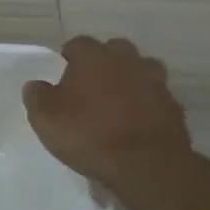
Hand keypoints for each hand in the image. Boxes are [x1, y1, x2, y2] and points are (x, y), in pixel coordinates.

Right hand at [23, 36, 190, 185]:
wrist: (147, 166)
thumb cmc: (89, 135)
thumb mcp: (46, 118)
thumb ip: (37, 96)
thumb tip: (36, 85)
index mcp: (94, 58)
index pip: (78, 43)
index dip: (69, 56)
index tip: (62, 72)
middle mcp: (127, 61)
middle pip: (115, 50)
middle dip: (103, 62)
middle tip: (90, 84)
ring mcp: (155, 82)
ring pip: (141, 69)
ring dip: (129, 79)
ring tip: (117, 100)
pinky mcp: (173, 106)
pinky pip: (155, 96)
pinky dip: (146, 103)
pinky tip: (136, 121)